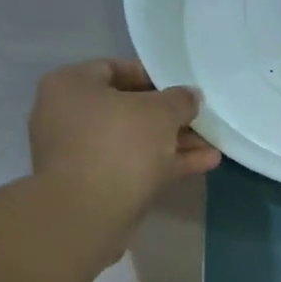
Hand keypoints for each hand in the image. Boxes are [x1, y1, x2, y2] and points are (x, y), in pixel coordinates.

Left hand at [29, 59, 220, 226]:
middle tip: (200, 119)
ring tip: (212, 145)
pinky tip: (204, 163)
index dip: (153, 76)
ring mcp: (81, 154)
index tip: (182, 88)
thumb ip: (180, 100)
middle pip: (127, 109)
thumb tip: (190, 96)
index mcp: (71, 86)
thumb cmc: (119, 144)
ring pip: (134, 141)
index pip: (114, 68)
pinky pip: (133, 166)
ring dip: (173, 143)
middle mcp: (68, 116)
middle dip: (169, 117)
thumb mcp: (160, 112)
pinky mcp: (95, 185)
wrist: (88, 213)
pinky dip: (165, 164)